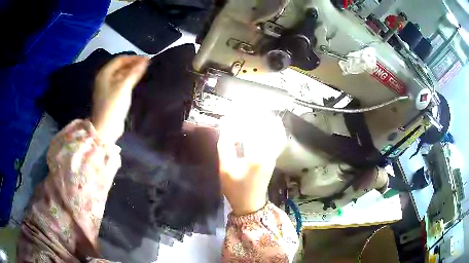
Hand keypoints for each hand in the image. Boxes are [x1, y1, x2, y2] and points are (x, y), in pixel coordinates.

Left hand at [91, 56, 148, 143]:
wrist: (106, 128)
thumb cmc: (113, 105)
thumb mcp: (124, 86)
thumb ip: (134, 72)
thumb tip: (146, 61)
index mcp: (105, 73)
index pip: (120, 59)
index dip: (133, 58)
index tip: (147, 59)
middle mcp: (105, 78)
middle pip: (120, 67)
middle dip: (133, 64)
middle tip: (148, 65)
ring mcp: (107, 88)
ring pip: (121, 75)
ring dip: (132, 72)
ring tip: (145, 72)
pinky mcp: (112, 96)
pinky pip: (121, 84)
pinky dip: (129, 81)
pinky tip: (138, 82)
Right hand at [217, 113, 285, 214]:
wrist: (250, 203)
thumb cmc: (236, 188)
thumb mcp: (225, 168)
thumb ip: (225, 146)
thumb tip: (227, 127)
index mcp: (257, 155)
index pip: (253, 128)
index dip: (244, 117)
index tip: (236, 111)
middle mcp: (269, 152)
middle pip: (268, 126)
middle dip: (258, 114)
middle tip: (247, 108)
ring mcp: (273, 155)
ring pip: (275, 132)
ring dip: (266, 120)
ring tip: (255, 113)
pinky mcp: (273, 157)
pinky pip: (276, 138)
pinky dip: (272, 129)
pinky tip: (265, 125)